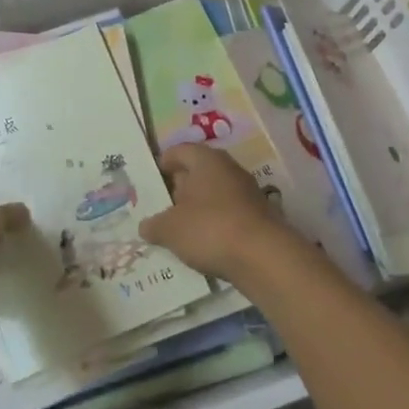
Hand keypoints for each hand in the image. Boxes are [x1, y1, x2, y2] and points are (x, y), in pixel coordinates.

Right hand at [140, 145, 286, 281]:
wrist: (264, 256)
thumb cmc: (210, 228)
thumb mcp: (170, 229)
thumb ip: (154, 225)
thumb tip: (145, 226)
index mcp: (206, 159)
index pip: (179, 151)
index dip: (162, 164)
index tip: (149, 181)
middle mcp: (228, 168)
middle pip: (197, 172)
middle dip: (179, 188)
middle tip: (160, 207)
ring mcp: (247, 191)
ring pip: (213, 194)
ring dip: (197, 208)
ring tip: (178, 229)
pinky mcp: (258, 215)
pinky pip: (228, 214)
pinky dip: (214, 224)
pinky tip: (203, 243)